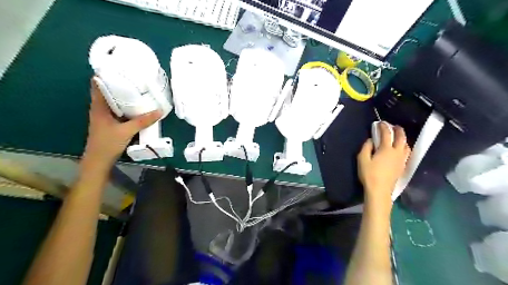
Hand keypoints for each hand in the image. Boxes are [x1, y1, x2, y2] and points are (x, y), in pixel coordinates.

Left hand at [83, 78, 162, 165]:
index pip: (97, 84)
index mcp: (98, 107)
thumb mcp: (127, 131)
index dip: (105, 75)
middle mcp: (100, 109)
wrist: (99, 161)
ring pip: (113, 101)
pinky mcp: (110, 123)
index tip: (118, 68)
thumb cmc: (108, 143)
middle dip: (118, 83)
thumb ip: (143, 121)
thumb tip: (159, 111)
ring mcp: (104, 116)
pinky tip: (136, 106)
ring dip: (122, 95)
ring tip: (137, 89)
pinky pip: (118, 110)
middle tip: (133, 77)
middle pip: (107, 91)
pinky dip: (125, 106)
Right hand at [359, 121, 409, 206]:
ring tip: (398, 137)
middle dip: (398, 130)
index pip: (386, 134)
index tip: (380, 123)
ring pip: (406, 145)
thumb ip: (366, 147)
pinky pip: (406, 153)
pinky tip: (400, 149)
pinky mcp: (402, 166)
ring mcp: (401, 160)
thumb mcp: (362, 159)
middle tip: (394, 126)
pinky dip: (404, 147)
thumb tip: (370, 140)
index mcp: (386, 149)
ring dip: (403, 139)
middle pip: (401, 138)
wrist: (379, 190)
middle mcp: (397, 152)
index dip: (383, 127)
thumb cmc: (369, 174)